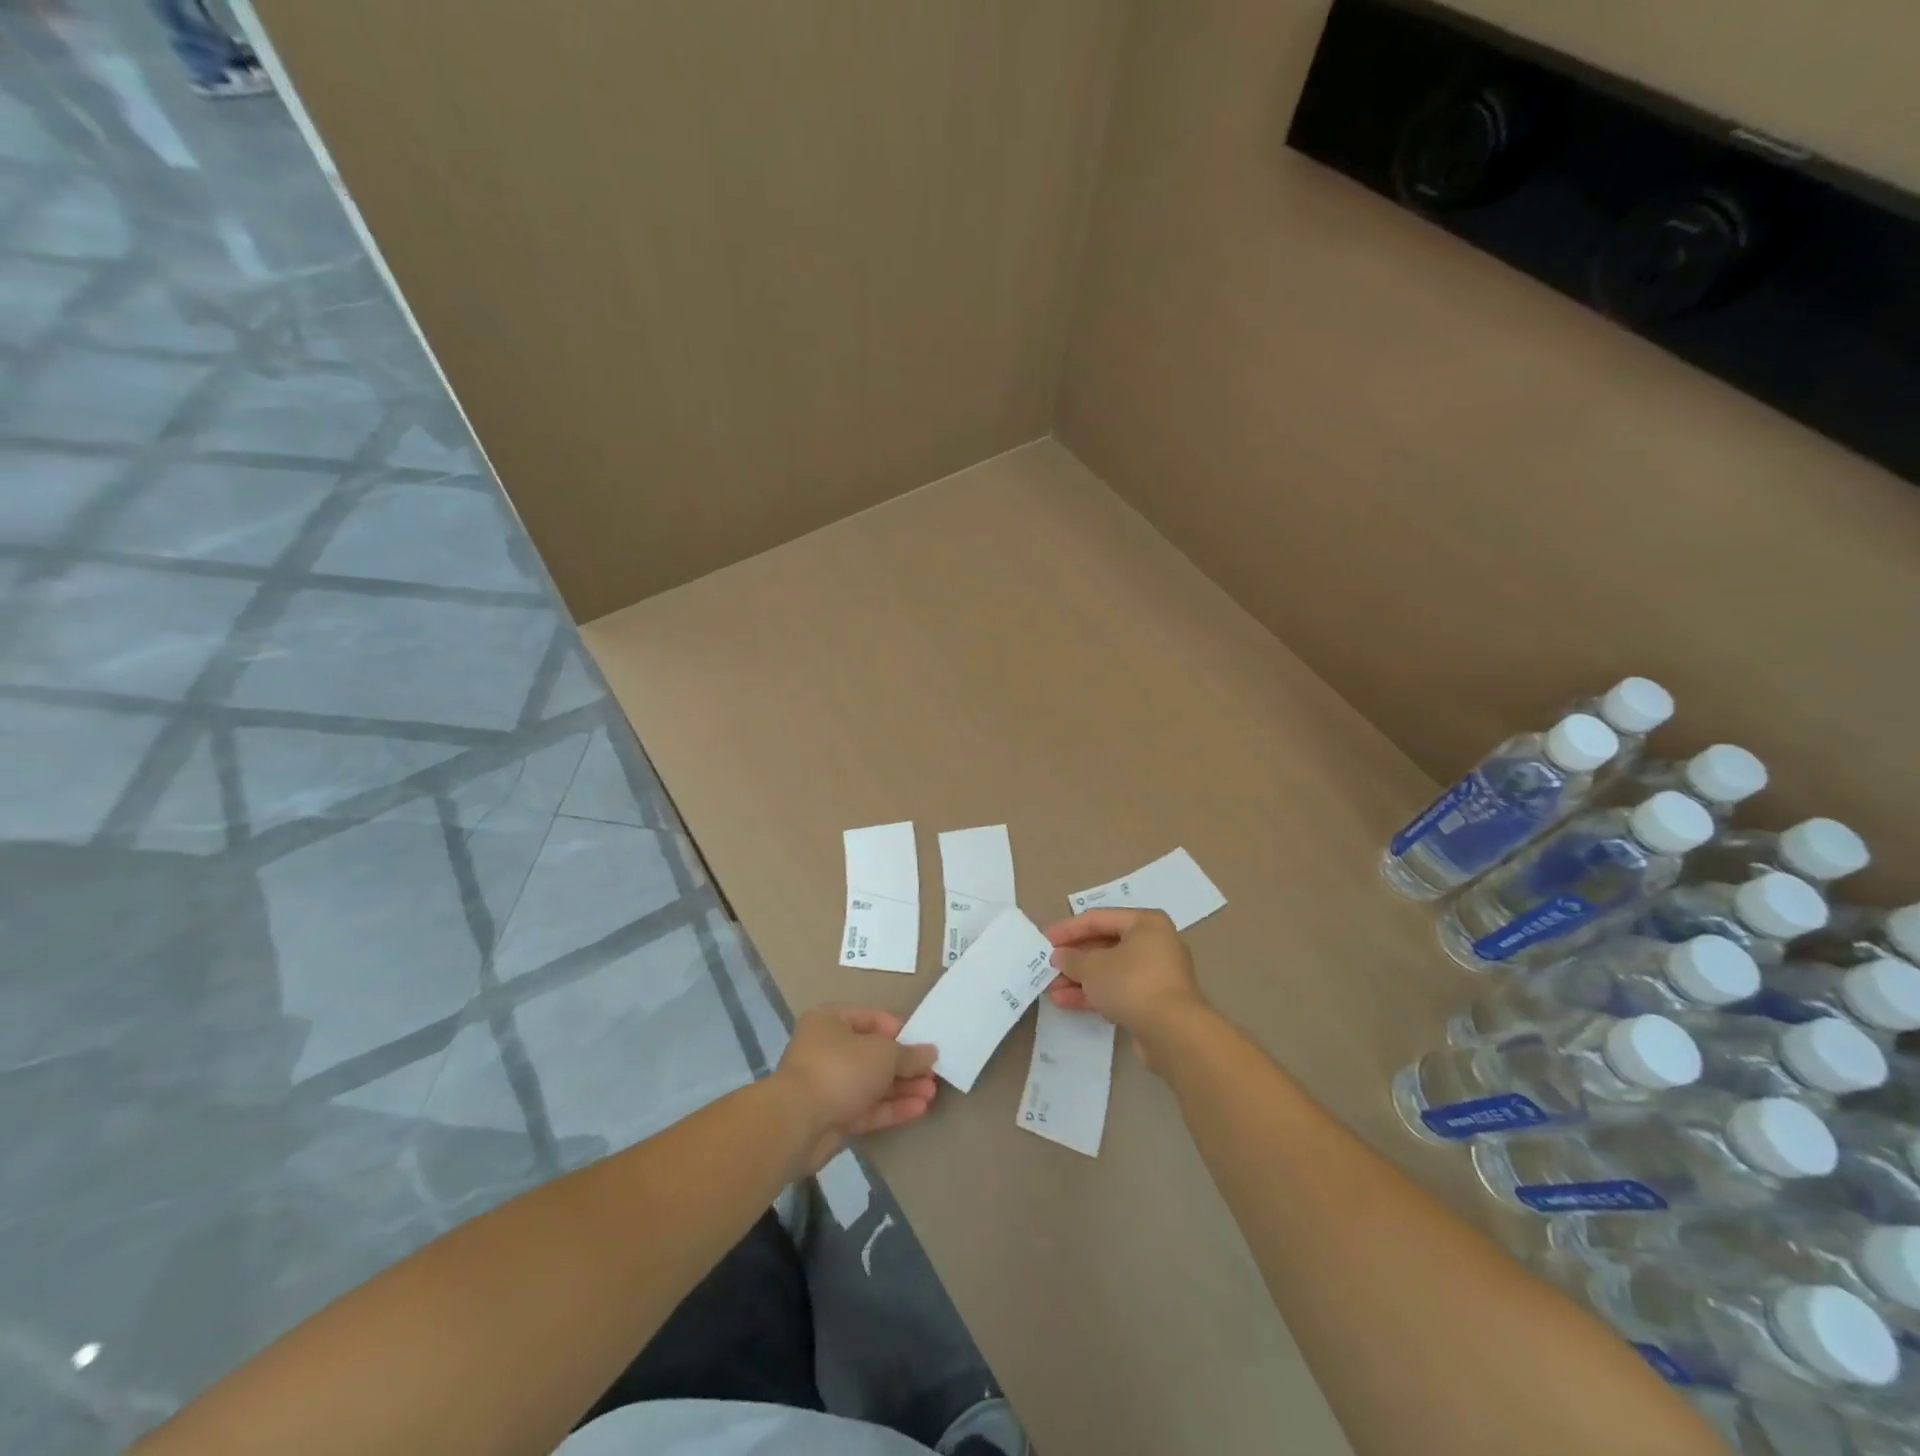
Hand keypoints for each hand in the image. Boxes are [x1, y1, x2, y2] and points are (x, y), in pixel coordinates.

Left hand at [774, 1006, 937, 1173]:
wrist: (798, 1123)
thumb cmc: (841, 1069)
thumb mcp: (883, 1054)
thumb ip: (909, 1054)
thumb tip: (930, 1052)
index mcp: (831, 1021)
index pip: (872, 1019)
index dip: (899, 1031)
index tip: (922, 1044)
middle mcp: (827, 1049)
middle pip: (873, 1054)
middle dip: (904, 1065)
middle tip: (932, 1074)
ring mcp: (828, 1085)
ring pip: (871, 1083)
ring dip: (902, 1088)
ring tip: (931, 1093)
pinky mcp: (832, 1117)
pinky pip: (866, 1108)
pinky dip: (891, 1107)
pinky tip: (919, 1109)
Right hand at [1045, 908, 1205, 1068]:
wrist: (1173, 1033)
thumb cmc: (1132, 983)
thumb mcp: (1093, 966)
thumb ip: (1073, 958)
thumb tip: (1060, 956)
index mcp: (1146, 923)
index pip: (1100, 919)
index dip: (1069, 928)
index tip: (1045, 939)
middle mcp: (1155, 944)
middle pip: (1106, 945)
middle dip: (1075, 958)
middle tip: (1049, 966)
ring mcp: (1157, 975)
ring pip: (1111, 971)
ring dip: (1081, 979)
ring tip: (1052, 989)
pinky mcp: (1155, 1003)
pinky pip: (1119, 991)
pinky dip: (1096, 995)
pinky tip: (1067, 1002)